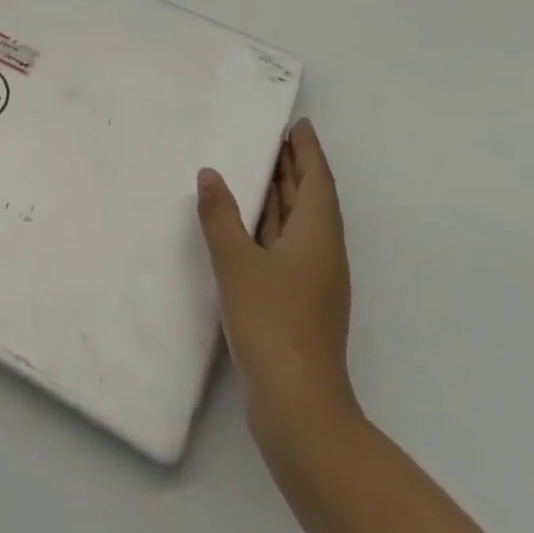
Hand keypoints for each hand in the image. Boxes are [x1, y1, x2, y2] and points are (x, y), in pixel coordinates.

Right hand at [197, 118, 358, 434]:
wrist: (300, 408)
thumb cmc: (272, 323)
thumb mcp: (237, 262)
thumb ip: (220, 215)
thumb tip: (210, 174)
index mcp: (317, 234)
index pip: (316, 178)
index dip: (307, 149)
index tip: (296, 123)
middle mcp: (322, 251)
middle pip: (310, 197)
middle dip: (294, 166)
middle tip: (271, 136)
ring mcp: (314, 279)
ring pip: (299, 222)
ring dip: (282, 194)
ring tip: (257, 168)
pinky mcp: (301, 302)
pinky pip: (288, 244)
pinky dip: (272, 224)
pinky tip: (249, 225)